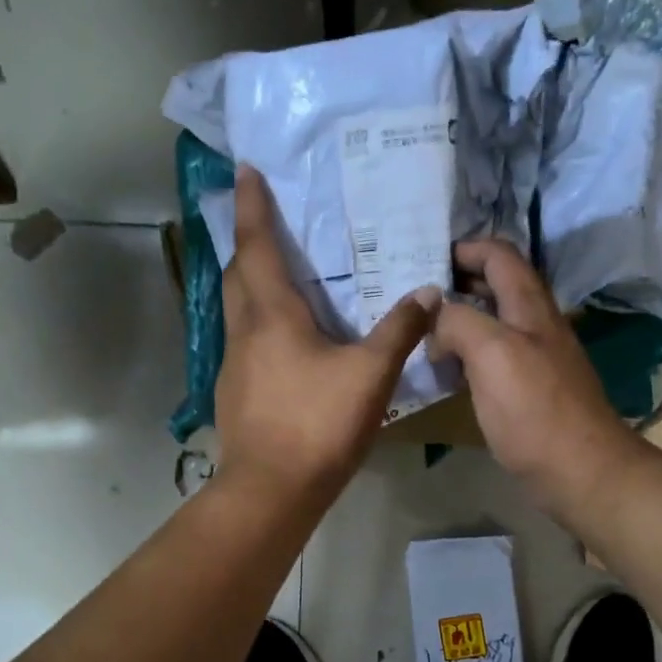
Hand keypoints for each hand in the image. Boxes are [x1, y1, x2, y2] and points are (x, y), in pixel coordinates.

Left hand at [214, 165, 438, 507]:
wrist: (270, 491)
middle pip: (238, 274)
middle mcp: (244, 331)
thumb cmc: (318, 424)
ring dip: (252, 285)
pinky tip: (287, 343)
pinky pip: (245, 342)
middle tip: (269, 224)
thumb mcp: (370, 375)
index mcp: (272, 315)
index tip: (246, 170)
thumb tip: (428, 292)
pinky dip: (261, 325)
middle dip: (249, 243)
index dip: (253, 206)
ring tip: (282, 279)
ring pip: (238, 309)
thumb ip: (400, 330)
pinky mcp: (235, 392)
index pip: (257, 246)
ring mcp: (233, 364)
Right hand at [430, 240, 638, 513]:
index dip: (463, 248)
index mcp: (529, 306)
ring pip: (492, 321)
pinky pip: (492, 356)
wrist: (580, 470)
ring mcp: (534, 357)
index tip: (422, 259)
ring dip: (458, 318)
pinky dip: (465, 352)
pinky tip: (445, 368)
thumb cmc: (534, 409)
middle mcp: (535, 323)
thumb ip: (458, 321)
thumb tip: (434, 315)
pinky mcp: (528, 389)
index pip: (498, 254)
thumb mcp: (492, 353)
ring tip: (420, 329)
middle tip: (412, 295)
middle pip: (495, 285)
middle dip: (456, 281)